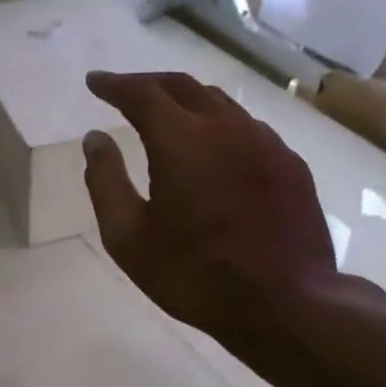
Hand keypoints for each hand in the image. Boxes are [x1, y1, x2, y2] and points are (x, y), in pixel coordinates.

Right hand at [81, 71, 341, 364]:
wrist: (285, 304)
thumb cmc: (194, 275)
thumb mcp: (128, 237)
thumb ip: (106, 181)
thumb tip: (94, 138)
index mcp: (182, 141)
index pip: (143, 94)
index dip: (115, 84)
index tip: (94, 82)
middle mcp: (227, 128)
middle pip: (183, 86)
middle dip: (149, 83)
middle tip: (124, 91)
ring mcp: (266, 143)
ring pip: (220, 103)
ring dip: (186, 100)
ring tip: (165, 113)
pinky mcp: (290, 164)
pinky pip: (247, 128)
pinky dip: (218, 124)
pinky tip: (212, 147)